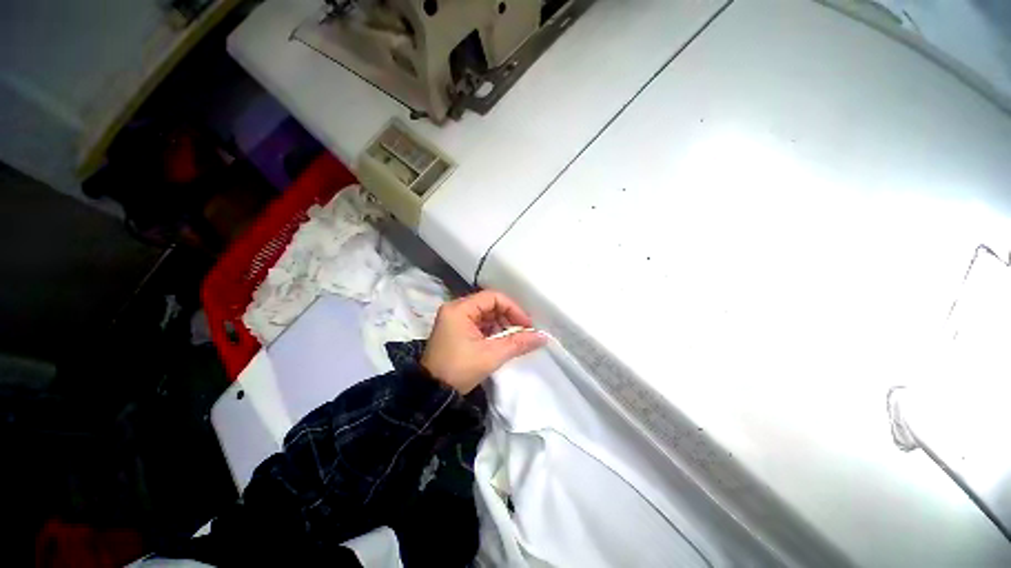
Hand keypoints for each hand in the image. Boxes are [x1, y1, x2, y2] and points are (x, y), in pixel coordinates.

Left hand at [421, 290, 547, 393]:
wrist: (432, 394)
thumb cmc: (460, 370)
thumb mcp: (491, 355)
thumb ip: (518, 343)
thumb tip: (543, 337)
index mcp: (460, 309)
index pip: (493, 297)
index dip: (513, 308)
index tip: (527, 325)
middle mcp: (455, 309)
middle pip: (489, 304)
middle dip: (508, 317)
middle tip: (523, 332)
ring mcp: (454, 320)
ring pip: (485, 314)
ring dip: (501, 325)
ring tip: (513, 339)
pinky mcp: (455, 331)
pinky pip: (479, 324)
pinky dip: (492, 331)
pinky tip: (501, 342)